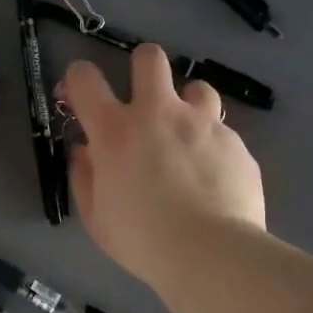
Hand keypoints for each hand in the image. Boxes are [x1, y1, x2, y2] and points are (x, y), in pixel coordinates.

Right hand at [61, 47, 265, 288]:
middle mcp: (158, 113)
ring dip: (188, 104)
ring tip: (187, 135)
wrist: (212, 254)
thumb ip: (85, 177)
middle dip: (142, 68)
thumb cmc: (143, 240)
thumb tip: (84, 152)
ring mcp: (201, 123)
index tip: (81, 96)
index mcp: (115, 131)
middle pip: (149, 58)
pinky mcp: (234, 141)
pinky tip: (213, 174)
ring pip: (196, 86)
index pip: (84, 78)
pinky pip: (221, 130)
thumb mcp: (96, 217)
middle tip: (144, 100)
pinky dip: (212, 144)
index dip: (78, 79)